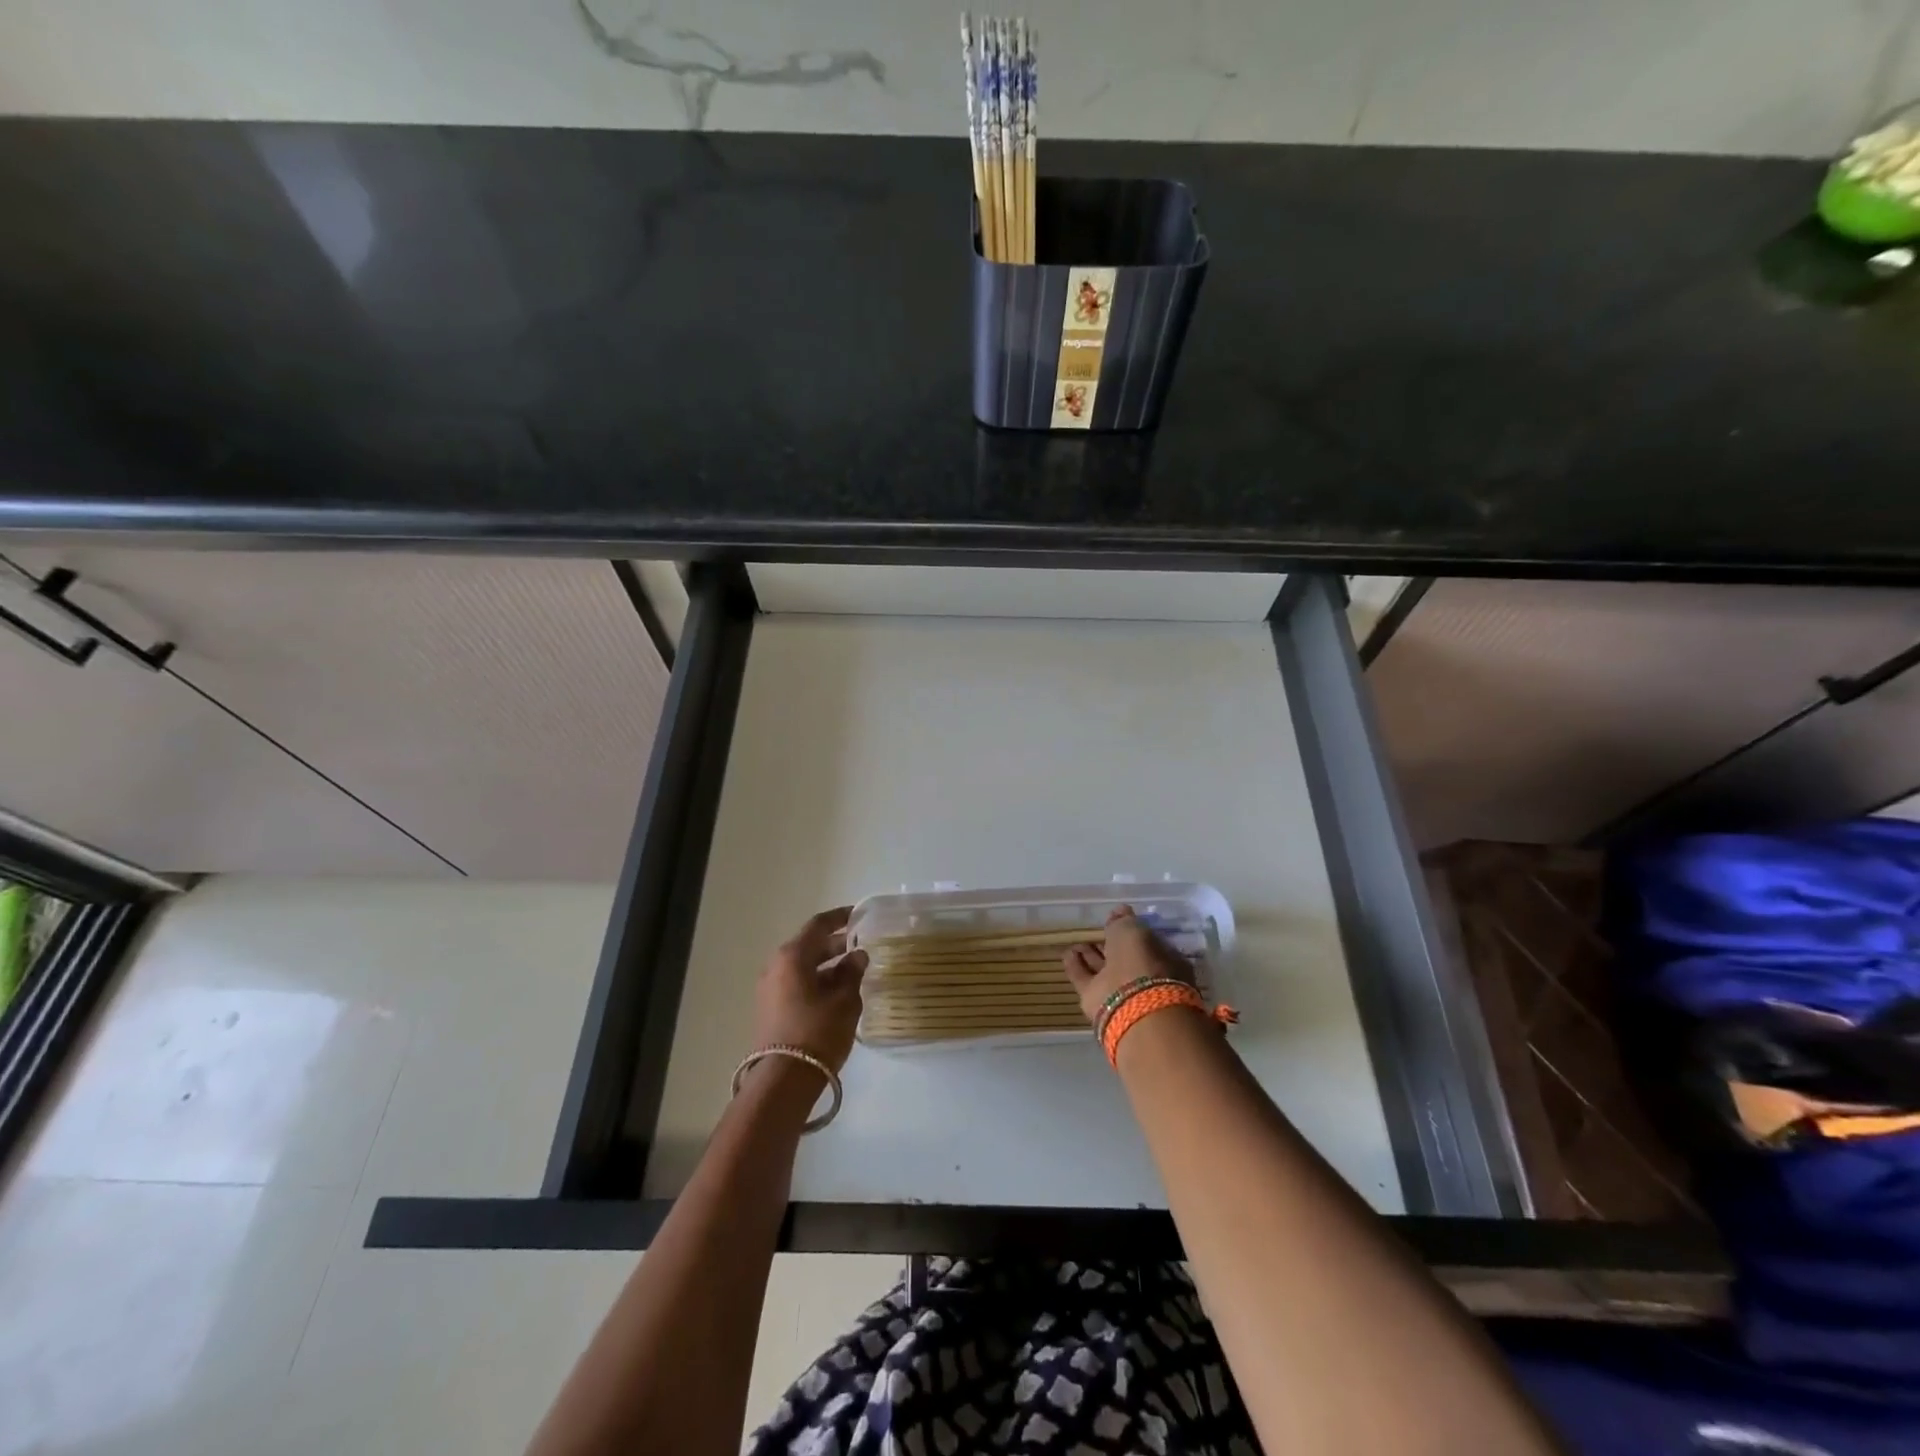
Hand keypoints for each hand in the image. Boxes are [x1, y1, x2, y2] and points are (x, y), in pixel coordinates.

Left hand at [751, 907, 868, 1072]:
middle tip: (862, 945)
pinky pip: (796, 984)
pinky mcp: (770, 1009)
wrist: (784, 1080)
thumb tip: (857, 955)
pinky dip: (817, 981)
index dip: (840, 918)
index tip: (859, 915)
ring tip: (854, 971)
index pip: (819, 925)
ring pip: (803, 967)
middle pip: (809, 946)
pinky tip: (838, 993)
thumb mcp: (845, 1000)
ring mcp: (770, 988)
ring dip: (827, 966)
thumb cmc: (817, 1031)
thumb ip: (852, 973)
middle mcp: (776, 966)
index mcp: (792, 955)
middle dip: (836, 944)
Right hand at [1062, 905, 1195, 1024]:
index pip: (1144, 942)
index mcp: (1161, 959)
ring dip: (1090, 956)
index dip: (1130, 931)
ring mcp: (1121, 991)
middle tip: (1095, 933)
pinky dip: (1075, 967)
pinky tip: (1067, 953)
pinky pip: (1084, 979)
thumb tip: (1119, 911)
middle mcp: (1142, 976)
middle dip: (1109, 945)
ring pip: (1103, 970)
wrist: (1134, 1007)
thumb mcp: (1134, 931)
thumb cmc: (1142, 961)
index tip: (1115, 921)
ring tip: (1077, 943)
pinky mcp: (1098, 1002)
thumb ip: (1124, 921)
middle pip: (1123, 958)